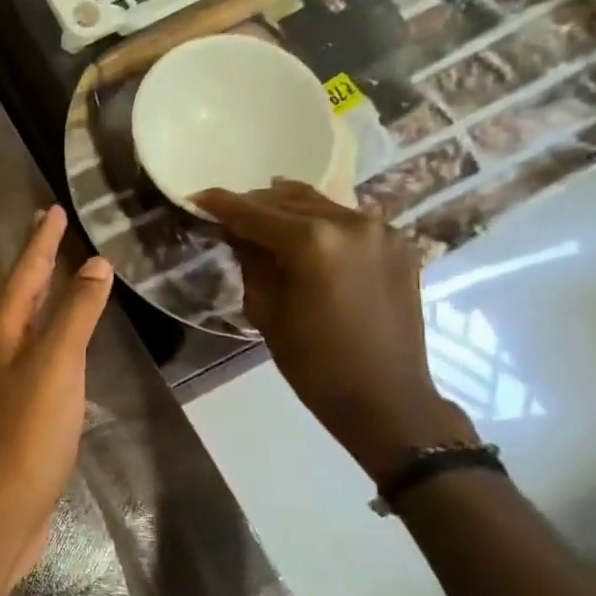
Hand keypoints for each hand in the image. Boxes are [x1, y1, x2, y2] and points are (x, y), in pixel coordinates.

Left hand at [0, 206, 112, 588]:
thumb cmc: (28, 431)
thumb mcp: (56, 364)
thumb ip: (75, 313)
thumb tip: (94, 263)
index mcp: (0, 332)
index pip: (25, 273)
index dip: (41, 241)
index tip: (51, 208)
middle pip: (21, 296)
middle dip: (39, 263)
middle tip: (53, 231)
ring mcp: (5, 381)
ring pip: (28, 326)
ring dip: (46, 299)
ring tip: (64, 278)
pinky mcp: (19, 410)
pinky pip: (39, 357)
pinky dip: (55, 338)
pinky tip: (67, 344)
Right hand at [194, 181, 475, 485]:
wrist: (384, 396)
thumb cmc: (313, 363)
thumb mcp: (265, 311)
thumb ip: (251, 262)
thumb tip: (236, 233)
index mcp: (312, 241)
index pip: (254, 212)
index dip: (221, 204)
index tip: (196, 198)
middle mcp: (350, 222)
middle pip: (288, 200)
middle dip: (254, 205)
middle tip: (226, 215)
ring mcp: (380, 230)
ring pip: (321, 204)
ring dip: (288, 210)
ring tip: (262, 221)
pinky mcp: (399, 245)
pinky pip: (348, 221)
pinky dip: (320, 223)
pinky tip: (304, 237)